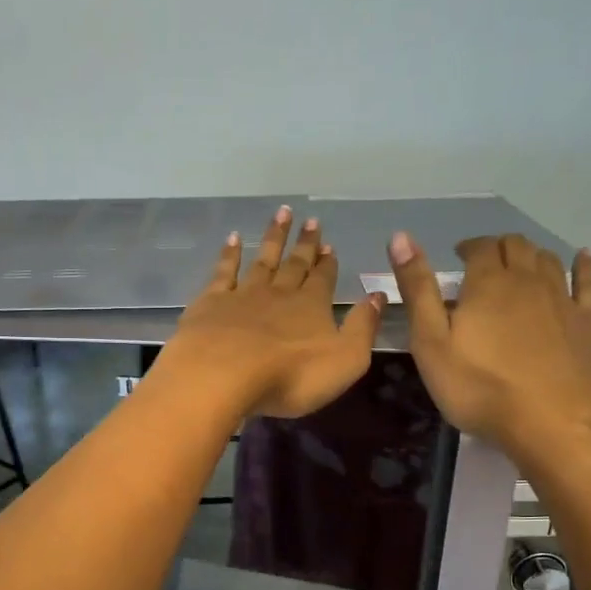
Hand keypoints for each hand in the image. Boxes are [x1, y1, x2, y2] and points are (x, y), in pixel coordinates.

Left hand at [160, 205, 384, 418]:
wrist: (224, 375)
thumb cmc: (291, 376)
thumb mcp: (345, 359)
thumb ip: (363, 328)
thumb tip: (378, 297)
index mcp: (312, 307)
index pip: (324, 279)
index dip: (327, 263)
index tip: (329, 244)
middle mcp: (280, 294)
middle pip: (295, 264)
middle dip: (305, 244)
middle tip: (312, 221)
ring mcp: (243, 295)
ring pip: (263, 260)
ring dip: (274, 237)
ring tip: (281, 214)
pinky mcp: (211, 303)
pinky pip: (224, 272)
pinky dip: (230, 254)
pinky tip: (233, 238)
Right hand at [390, 231, 590, 456]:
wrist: (552, 421)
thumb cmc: (480, 387)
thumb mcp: (431, 343)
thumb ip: (417, 290)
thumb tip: (400, 236)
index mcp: (487, 283)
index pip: (480, 247)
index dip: (468, 247)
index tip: (458, 257)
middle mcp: (527, 280)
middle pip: (516, 247)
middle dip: (498, 248)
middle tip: (484, 263)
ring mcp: (562, 299)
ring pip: (548, 260)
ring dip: (531, 255)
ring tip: (519, 264)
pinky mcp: (587, 322)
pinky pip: (587, 283)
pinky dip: (582, 265)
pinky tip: (582, 258)